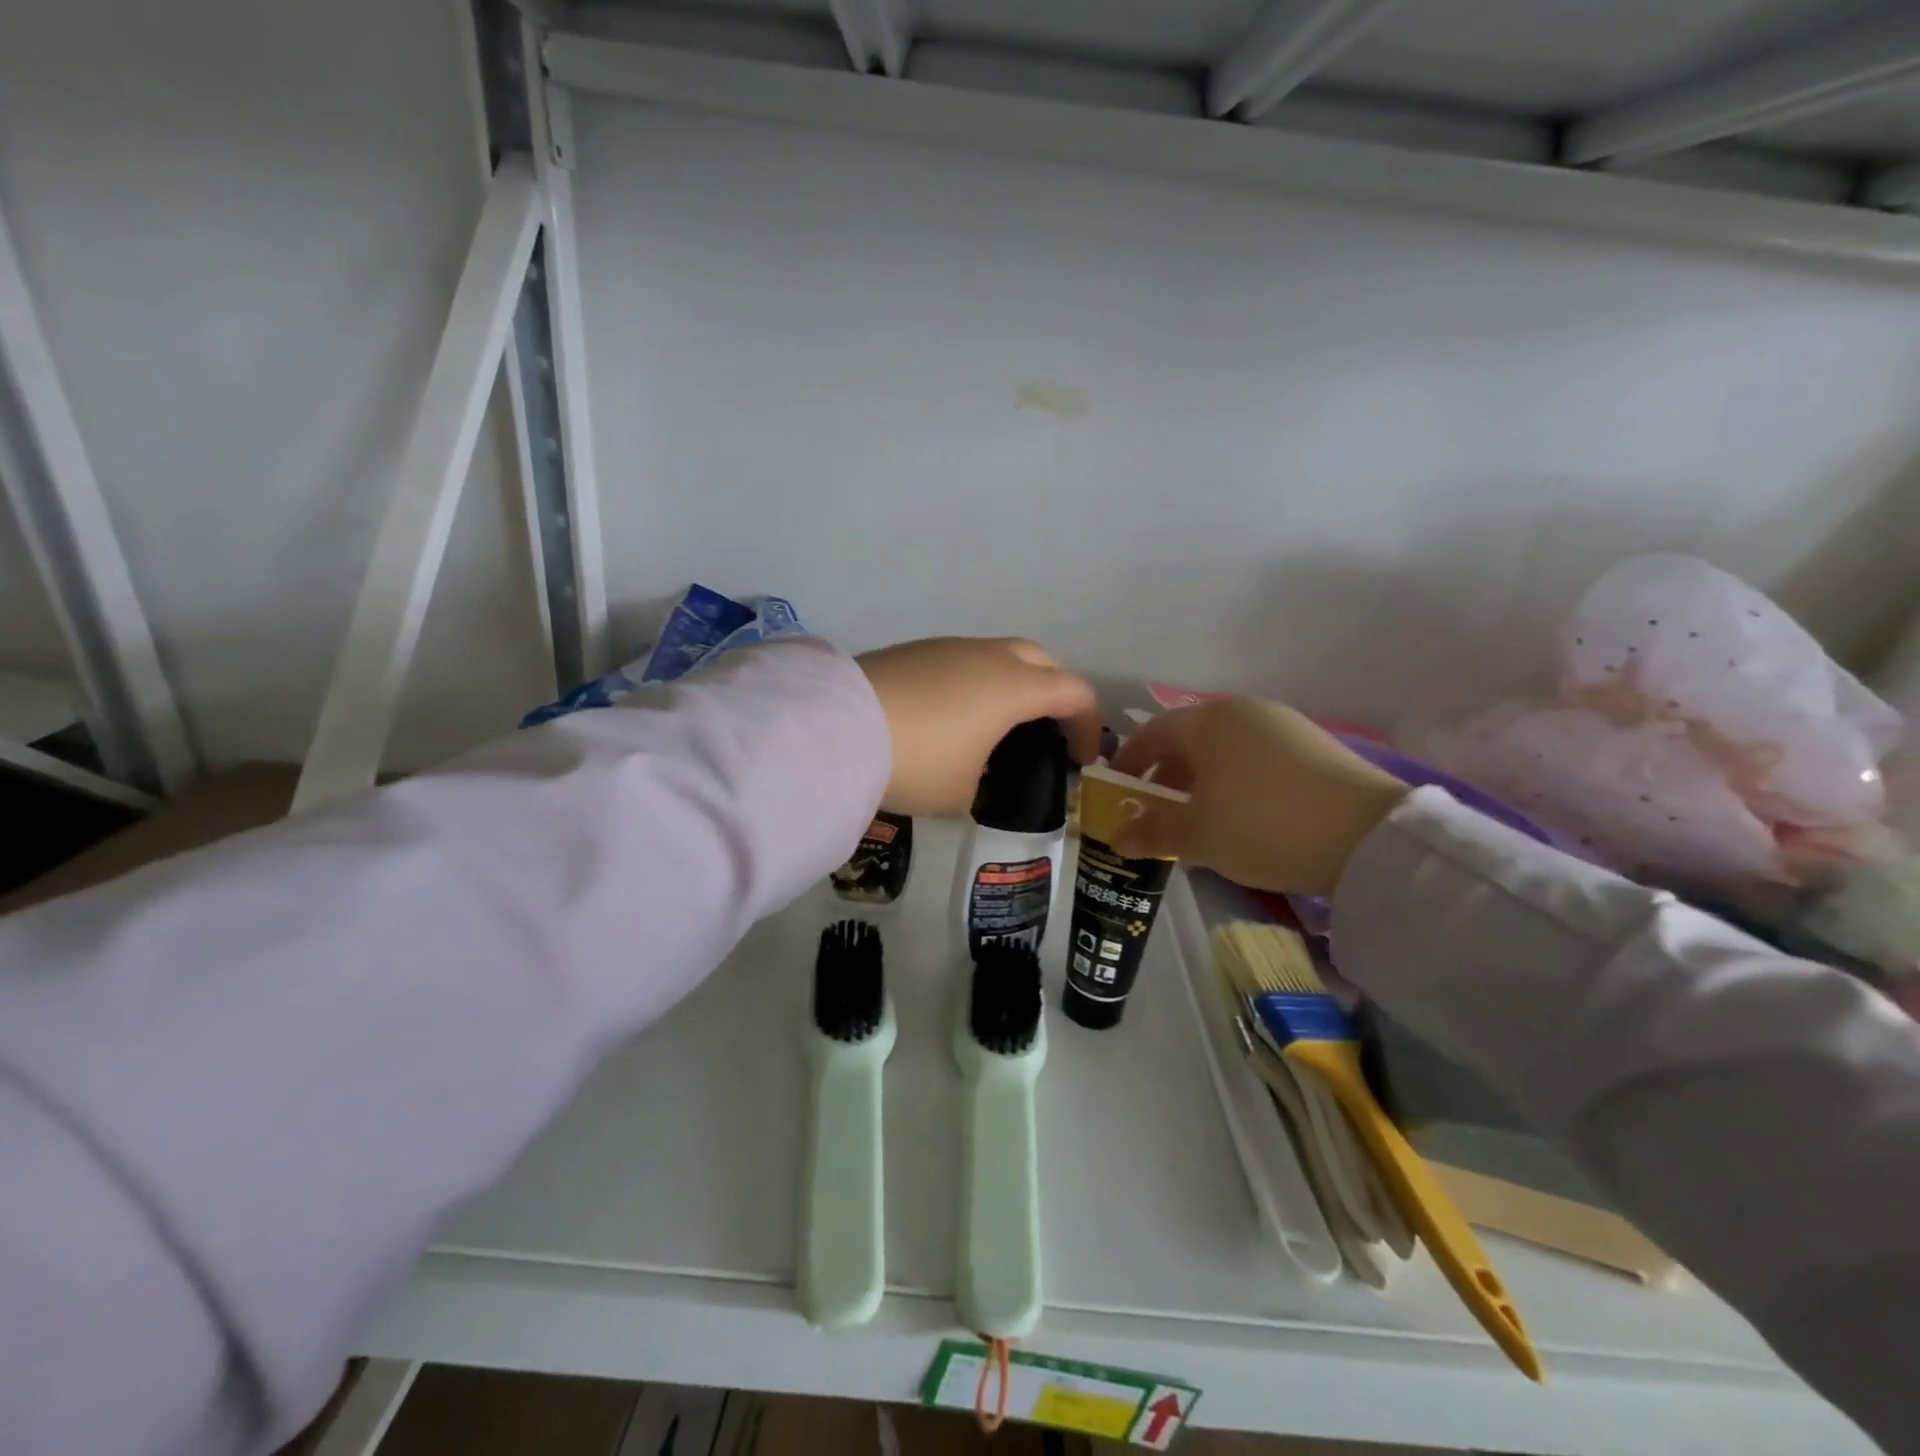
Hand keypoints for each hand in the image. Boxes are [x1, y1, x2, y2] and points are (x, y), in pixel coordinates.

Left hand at [856, 637, 1100, 815]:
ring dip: (1012, 682)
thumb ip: (984, 776)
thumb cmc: (916, 762)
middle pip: (1042, 660)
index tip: (1083, 757)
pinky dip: (974, 681)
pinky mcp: (914, 649)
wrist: (838, 726)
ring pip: (999, 654)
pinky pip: (963, 659)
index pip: (1073, 692)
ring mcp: (949, 647)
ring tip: (996, 723)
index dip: (1088, 724)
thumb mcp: (961, 790)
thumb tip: (975, 766)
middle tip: (1047, 728)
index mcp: (1014, 687)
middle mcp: (988, 656)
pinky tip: (952, 713)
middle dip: (1055, 691)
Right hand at [1109, 699, 1408, 896]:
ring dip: (1203, 779)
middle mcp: (1243, 712)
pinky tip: (1244, 814)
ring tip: (1200, 816)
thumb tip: (1116, 838)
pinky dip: (1238, 780)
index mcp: (1207, 723)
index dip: (1129, 761)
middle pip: (1190, 739)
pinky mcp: (1316, 745)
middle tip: (1155, 808)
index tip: (1116, 788)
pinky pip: (1258, 758)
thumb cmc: (1262, 826)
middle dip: (1167, 774)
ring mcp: (1284, 725)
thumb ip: (1153, 833)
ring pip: (1226, 749)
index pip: (1152, 733)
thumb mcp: (1198, 836)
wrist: (1368, 837)